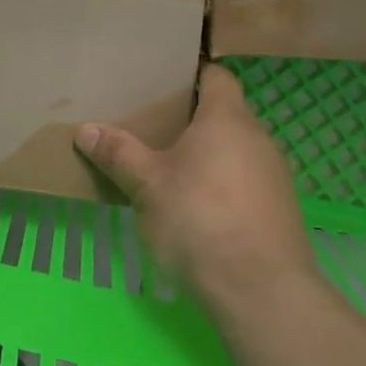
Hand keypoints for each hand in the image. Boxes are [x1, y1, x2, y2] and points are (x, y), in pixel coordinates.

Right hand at [74, 64, 316, 305]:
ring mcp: (274, 174)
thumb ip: (119, 154)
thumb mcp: (148, 186)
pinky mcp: (280, 209)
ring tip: (171, 170)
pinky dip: (223, 185)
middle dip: (192, 120)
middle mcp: (258, 137)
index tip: (163, 83)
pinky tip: (199, 209)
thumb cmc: (199, 219)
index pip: (216, 76)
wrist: (261, 290)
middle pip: (225, 114)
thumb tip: (86, 129)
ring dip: (208, 156)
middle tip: (153, 128)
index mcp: (227, 118)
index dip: (192, 75)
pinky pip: (246, 181)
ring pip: (236, 150)